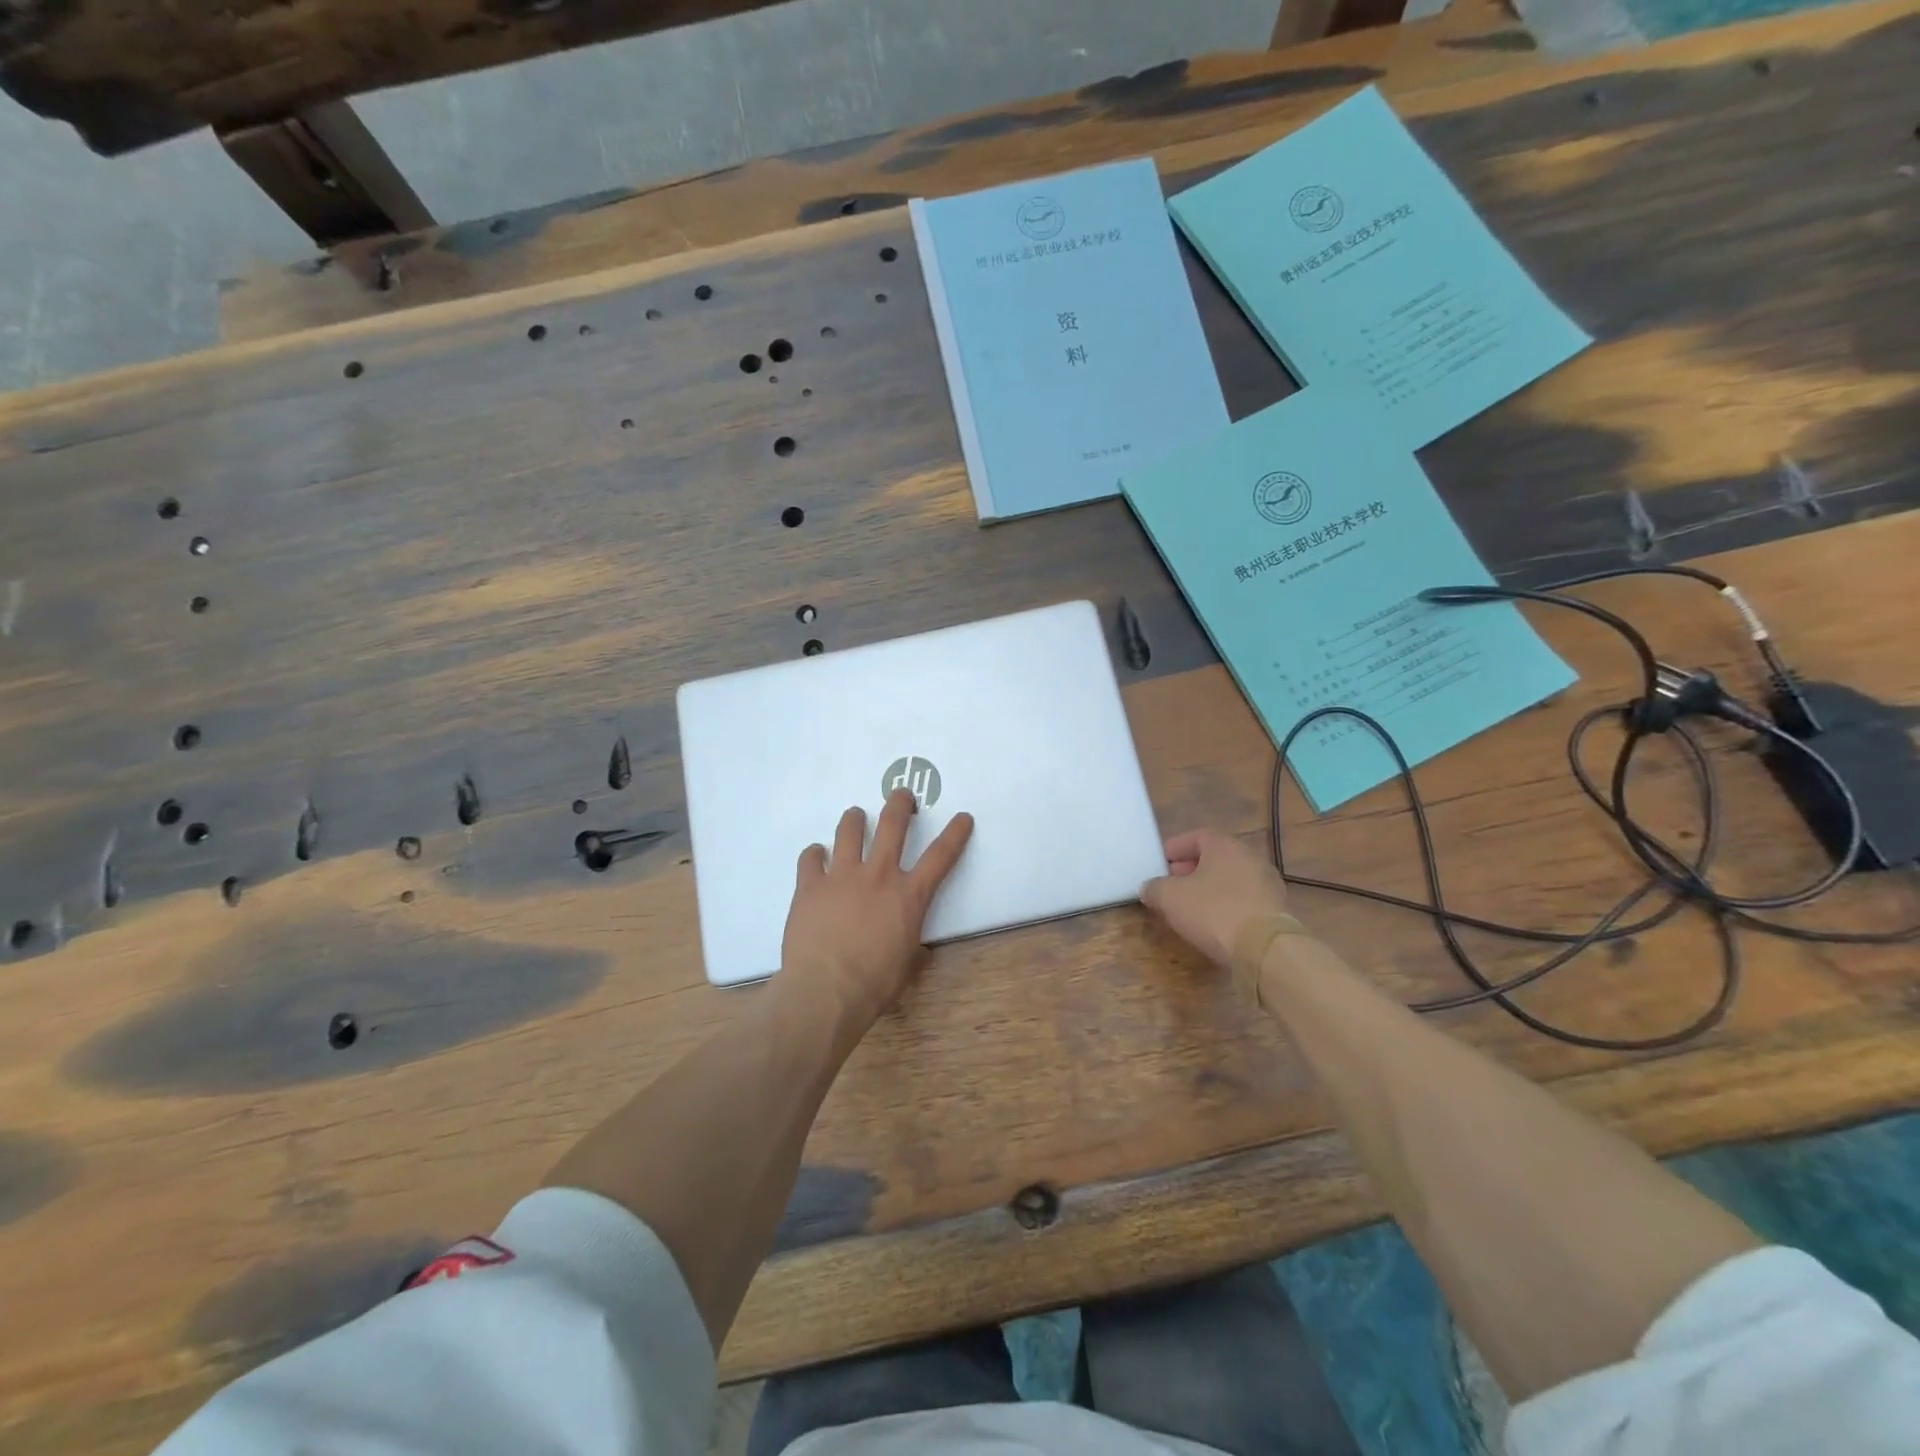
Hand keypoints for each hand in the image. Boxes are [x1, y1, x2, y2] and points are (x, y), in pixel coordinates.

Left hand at [782, 789, 974, 1029]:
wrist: (825, 991)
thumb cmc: (875, 984)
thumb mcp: (907, 964)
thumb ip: (912, 944)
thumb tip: (912, 946)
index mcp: (909, 895)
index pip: (941, 856)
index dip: (955, 834)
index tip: (963, 817)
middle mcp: (878, 875)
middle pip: (893, 825)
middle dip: (900, 804)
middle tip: (902, 794)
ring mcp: (841, 876)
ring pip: (849, 830)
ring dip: (855, 819)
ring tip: (855, 815)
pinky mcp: (810, 885)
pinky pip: (810, 857)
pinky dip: (815, 854)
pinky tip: (816, 856)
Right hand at [1141, 828, 1292, 967]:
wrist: (1265, 949)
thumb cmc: (1213, 911)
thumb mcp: (1171, 898)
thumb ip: (1155, 888)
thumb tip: (1149, 888)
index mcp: (1225, 846)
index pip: (1197, 836)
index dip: (1176, 847)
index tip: (1161, 862)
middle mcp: (1250, 858)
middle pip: (1215, 857)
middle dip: (1191, 869)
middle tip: (1172, 884)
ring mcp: (1268, 884)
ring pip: (1231, 879)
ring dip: (1210, 888)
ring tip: (1190, 906)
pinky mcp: (1276, 910)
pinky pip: (1244, 900)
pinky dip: (1227, 905)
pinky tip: (1214, 922)